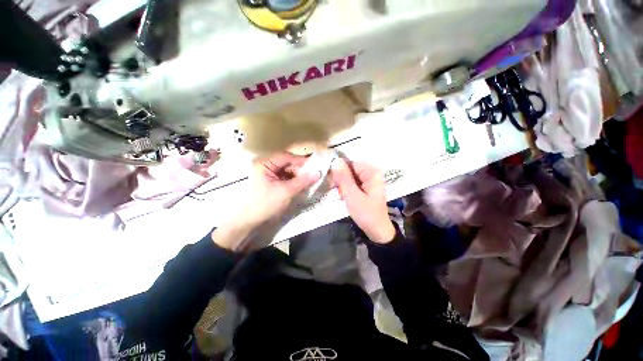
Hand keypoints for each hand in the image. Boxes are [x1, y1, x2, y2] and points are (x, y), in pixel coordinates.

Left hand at [213, 152, 319, 251]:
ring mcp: (269, 174)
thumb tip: (318, 172)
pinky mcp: (272, 182)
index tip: (316, 165)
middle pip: (288, 163)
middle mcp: (266, 165)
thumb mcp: (286, 192)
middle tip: (315, 175)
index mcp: (265, 163)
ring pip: (288, 171)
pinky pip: (286, 178)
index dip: (302, 161)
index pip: (287, 157)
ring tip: (310, 181)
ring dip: (299, 176)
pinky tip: (302, 185)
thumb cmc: (265, 204)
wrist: (249, 221)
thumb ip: (302, 181)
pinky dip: (294, 181)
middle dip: (301, 169)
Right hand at [330, 158, 395, 243]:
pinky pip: (353, 183)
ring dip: (343, 186)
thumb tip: (335, 161)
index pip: (351, 163)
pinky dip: (347, 190)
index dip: (340, 171)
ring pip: (350, 177)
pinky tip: (346, 198)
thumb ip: (344, 178)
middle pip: (350, 170)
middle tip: (340, 193)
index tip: (332, 182)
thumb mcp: (352, 195)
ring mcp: (369, 181)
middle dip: (342, 181)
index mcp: (371, 173)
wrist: (377, 231)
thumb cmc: (366, 213)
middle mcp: (371, 174)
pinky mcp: (366, 188)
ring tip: (344, 197)